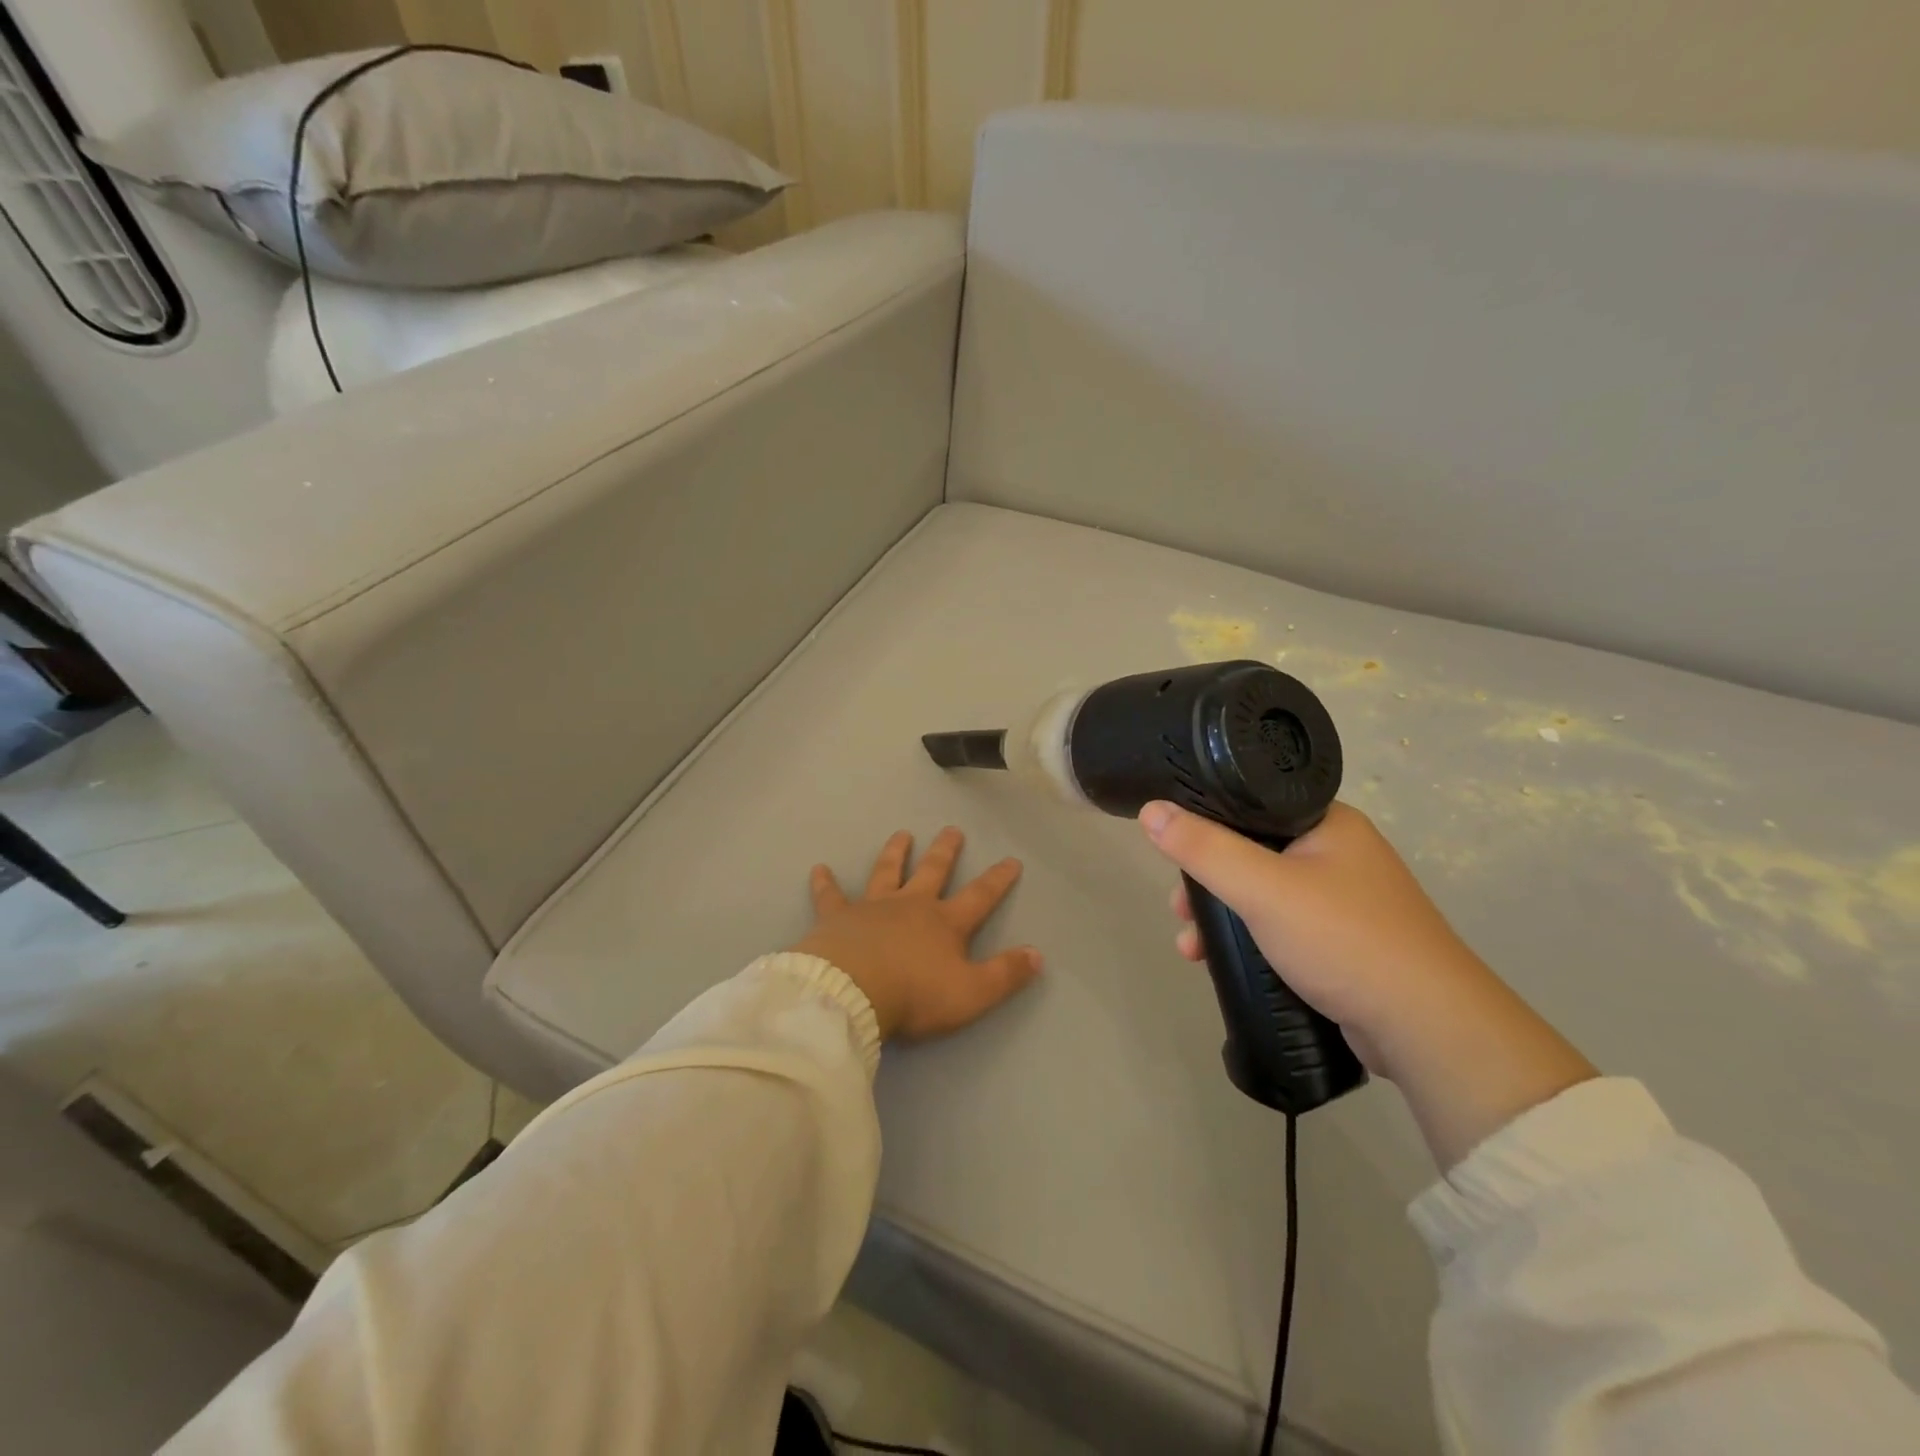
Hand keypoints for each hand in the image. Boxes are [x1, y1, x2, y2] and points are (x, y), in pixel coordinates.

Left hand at [792, 827, 1041, 1042]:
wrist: (851, 991)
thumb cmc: (915, 995)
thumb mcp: (972, 993)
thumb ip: (1005, 974)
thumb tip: (1038, 955)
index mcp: (944, 923)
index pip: (979, 896)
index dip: (998, 880)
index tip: (1011, 860)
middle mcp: (911, 905)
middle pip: (932, 871)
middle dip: (945, 851)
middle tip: (952, 830)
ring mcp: (872, 907)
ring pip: (887, 871)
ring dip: (896, 853)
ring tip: (902, 834)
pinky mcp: (837, 917)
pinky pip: (830, 896)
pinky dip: (825, 883)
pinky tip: (819, 868)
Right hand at [1141, 800, 1594, 1167]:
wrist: (1428, 1028)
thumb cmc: (1344, 939)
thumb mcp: (1262, 889)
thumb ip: (1204, 849)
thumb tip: (1151, 810)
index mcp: (1328, 822)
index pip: (1251, 804)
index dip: (1204, 824)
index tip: (1172, 854)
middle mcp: (1340, 852)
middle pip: (1252, 851)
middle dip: (1207, 882)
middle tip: (1179, 910)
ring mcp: (1347, 899)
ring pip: (1264, 893)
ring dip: (1223, 916)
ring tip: (1192, 948)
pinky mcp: (1346, 941)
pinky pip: (1283, 926)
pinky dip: (1251, 939)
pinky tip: (1226, 962)